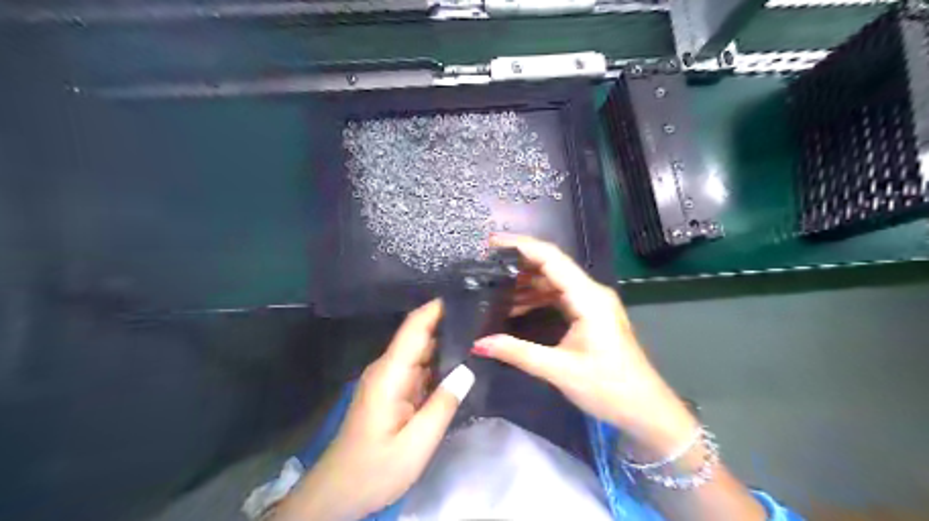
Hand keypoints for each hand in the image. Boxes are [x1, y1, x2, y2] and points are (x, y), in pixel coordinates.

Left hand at [275, 299, 473, 519]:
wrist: (338, 493)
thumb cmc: (374, 469)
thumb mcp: (416, 444)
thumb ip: (443, 405)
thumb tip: (468, 368)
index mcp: (390, 373)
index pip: (415, 326)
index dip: (438, 307)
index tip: (467, 296)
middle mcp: (388, 368)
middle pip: (420, 335)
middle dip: (450, 324)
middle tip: (485, 319)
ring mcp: (389, 379)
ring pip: (422, 352)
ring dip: (447, 344)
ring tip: (480, 336)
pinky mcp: (393, 391)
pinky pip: (420, 369)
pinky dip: (440, 364)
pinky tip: (462, 364)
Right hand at [473, 234, 696, 457]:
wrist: (645, 409)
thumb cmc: (608, 388)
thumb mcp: (559, 370)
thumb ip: (517, 353)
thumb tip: (479, 343)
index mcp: (588, 298)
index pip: (551, 259)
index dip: (521, 246)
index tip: (491, 244)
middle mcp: (591, 293)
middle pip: (551, 266)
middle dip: (519, 262)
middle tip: (485, 264)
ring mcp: (592, 303)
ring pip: (553, 282)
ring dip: (525, 282)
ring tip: (492, 286)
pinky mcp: (589, 315)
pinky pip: (559, 297)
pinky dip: (536, 298)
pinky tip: (514, 306)